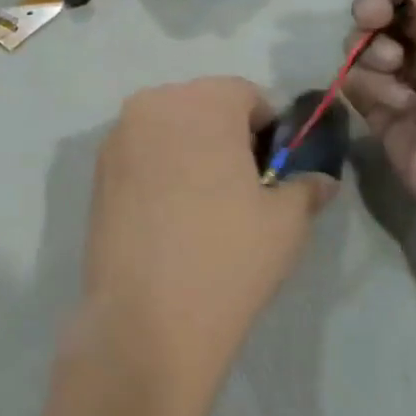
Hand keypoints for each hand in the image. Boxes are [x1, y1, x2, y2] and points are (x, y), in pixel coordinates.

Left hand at [82, 77, 333, 401]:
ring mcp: (116, 139)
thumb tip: (319, 181)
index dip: (267, 131)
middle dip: (225, 136)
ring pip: (167, 131)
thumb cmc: (228, 256)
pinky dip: (159, 172)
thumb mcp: (286, 221)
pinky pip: (140, 156)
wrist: (146, 318)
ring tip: (203, 207)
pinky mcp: (95, 174)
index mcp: (203, 101)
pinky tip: (169, 218)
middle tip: (240, 188)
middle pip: (201, 107)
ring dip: (189, 152)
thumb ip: (305, 187)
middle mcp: (152, 105)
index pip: (246, 96)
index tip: (272, 172)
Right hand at [343, 0, 415, 243]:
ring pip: (366, 48)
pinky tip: (398, 106)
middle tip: (374, 20)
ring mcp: (410, 83)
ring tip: (395, 71)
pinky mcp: (385, 115)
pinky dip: (372, 90)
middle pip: (389, 14)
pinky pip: (359, 86)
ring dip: (373, 53)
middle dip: (375, 12)